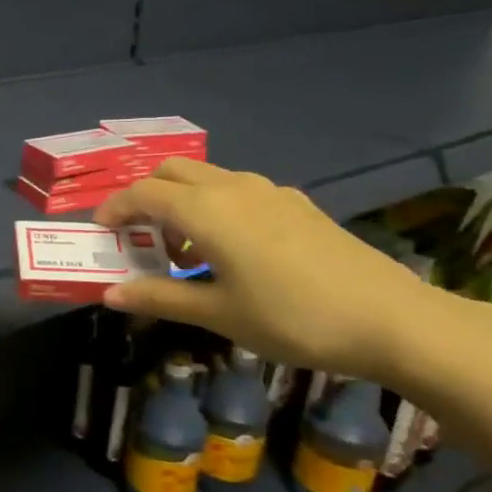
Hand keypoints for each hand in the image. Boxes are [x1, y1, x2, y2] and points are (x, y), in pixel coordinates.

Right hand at [93, 160, 450, 383]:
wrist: (391, 319)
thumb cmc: (292, 318)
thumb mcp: (218, 313)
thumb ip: (159, 298)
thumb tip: (109, 294)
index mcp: (205, 210)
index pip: (142, 194)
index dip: (114, 209)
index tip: (100, 233)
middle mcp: (233, 188)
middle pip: (171, 173)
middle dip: (145, 197)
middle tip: (140, 239)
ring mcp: (269, 192)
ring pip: (206, 179)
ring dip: (181, 203)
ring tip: (184, 253)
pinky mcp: (296, 204)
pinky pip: (238, 191)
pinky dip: (214, 208)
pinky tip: (232, 252)